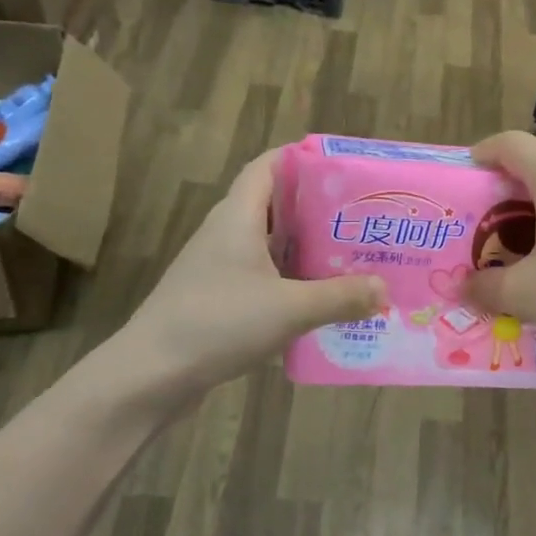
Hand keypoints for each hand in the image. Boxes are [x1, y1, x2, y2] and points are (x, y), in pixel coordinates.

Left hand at [112, 150, 384, 395]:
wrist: (151, 375)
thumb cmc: (219, 323)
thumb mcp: (290, 308)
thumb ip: (341, 296)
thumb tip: (384, 290)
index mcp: (238, 217)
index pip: (268, 166)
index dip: (302, 159)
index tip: (343, 168)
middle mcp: (226, 234)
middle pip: (276, 206)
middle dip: (318, 209)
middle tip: (362, 217)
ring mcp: (219, 268)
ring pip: (271, 245)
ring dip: (307, 248)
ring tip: (352, 255)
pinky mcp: (218, 299)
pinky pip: (264, 277)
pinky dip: (293, 280)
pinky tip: (322, 299)